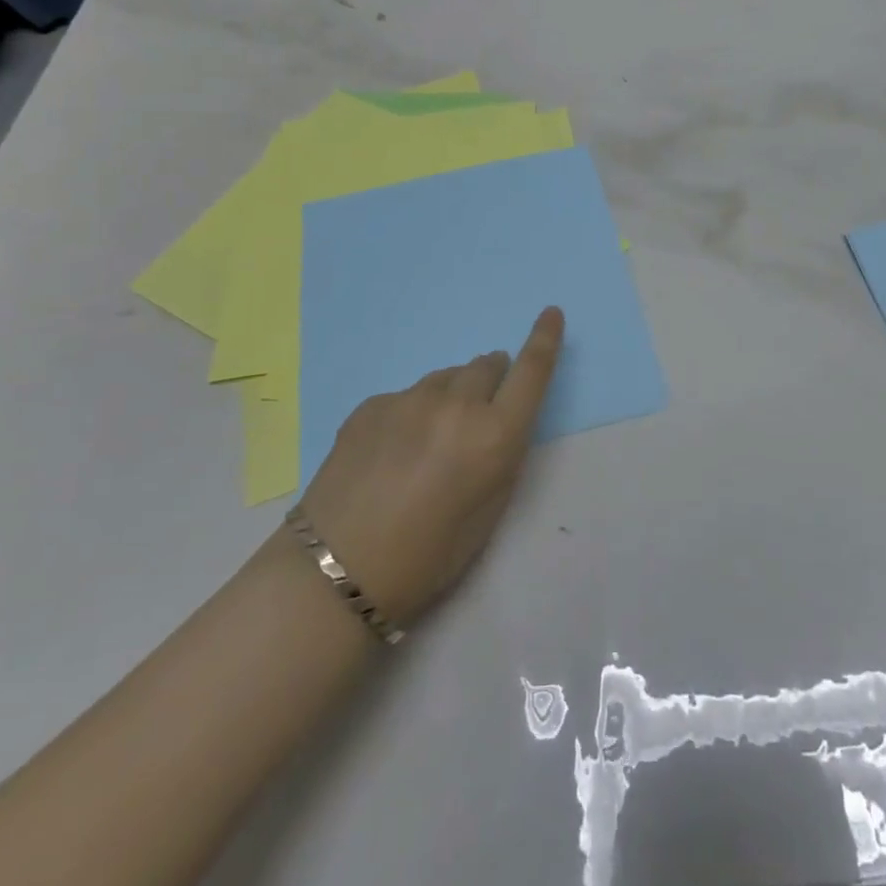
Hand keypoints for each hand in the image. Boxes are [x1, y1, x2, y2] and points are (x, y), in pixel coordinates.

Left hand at [299, 308, 564, 628]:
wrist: (334, 572)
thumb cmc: (427, 558)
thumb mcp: (489, 512)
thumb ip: (501, 455)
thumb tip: (495, 421)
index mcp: (494, 435)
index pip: (532, 370)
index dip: (545, 338)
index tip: (551, 313)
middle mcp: (456, 405)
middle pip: (486, 365)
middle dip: (492, 380)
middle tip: (479, 414)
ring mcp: (409, 399)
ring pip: (446, 378)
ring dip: (453, 395)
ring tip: (431, 440)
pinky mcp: (372, 404)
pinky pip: (408, 395)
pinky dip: (413, 412)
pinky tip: (393, 450)